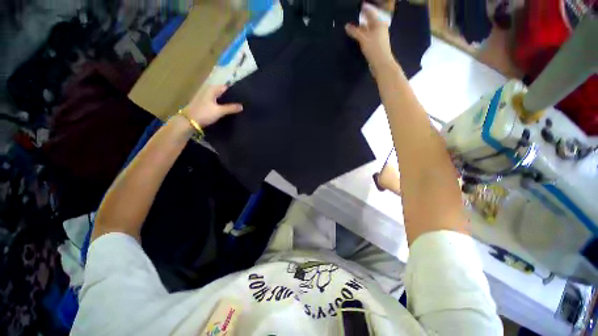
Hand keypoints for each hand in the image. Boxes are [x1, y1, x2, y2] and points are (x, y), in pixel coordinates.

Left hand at [186, 85, 242, 126]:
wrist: (189, 121)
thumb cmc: (204, 113)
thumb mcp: (219, 111)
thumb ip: (231, 108)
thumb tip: (242, 106)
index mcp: (212, 89)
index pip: (226, 87)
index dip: (234, 91)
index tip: (242, 97)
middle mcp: (209, 91)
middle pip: (222, 92)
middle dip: (231, 97)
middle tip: (241, 103)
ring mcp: (206, 97)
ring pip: (219, 98)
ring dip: (226, 102)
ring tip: (236, 107)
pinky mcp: (205, 104)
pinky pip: (216, 103)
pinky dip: (222, 105)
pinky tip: (227, 110)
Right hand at [345, 5, 395, 74]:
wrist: (381, 63)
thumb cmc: (374, 48)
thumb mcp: (363, 39)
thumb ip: (355, 32)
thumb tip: (346, 26)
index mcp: (379, 23)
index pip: (370, 12)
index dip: (364, 8)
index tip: (359, 6)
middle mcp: (380, 28)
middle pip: (370, 20)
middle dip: (363, 18)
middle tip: (354, 16)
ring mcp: (379, 37)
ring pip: (369, 29)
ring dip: (362, 28)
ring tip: (354, 26)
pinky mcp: (376, 45)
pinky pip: (369, 37)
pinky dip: (364, 35)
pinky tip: (359, 37)